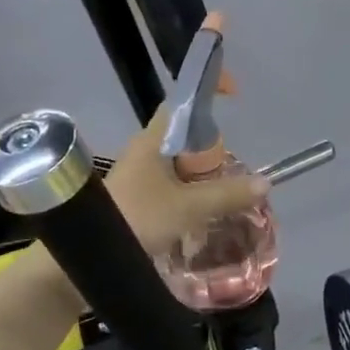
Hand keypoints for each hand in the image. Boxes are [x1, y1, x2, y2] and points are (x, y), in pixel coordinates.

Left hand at [103, 105, 268, 254]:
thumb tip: (264, 183)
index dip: (207, 93)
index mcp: (153, 141)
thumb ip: (226, 195)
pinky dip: (191, 197)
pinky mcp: (137, 201)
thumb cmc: (135, 219)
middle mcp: (145, 153)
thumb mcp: (187, 208)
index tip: (235, 94)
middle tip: (233, 173)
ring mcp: (140, 178)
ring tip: (226, 200)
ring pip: (181, 168)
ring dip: (204, 180)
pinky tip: (204, 218)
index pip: (182, 104)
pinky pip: (173, 190)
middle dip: (213, 152)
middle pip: (187, 140)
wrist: (85, 256)